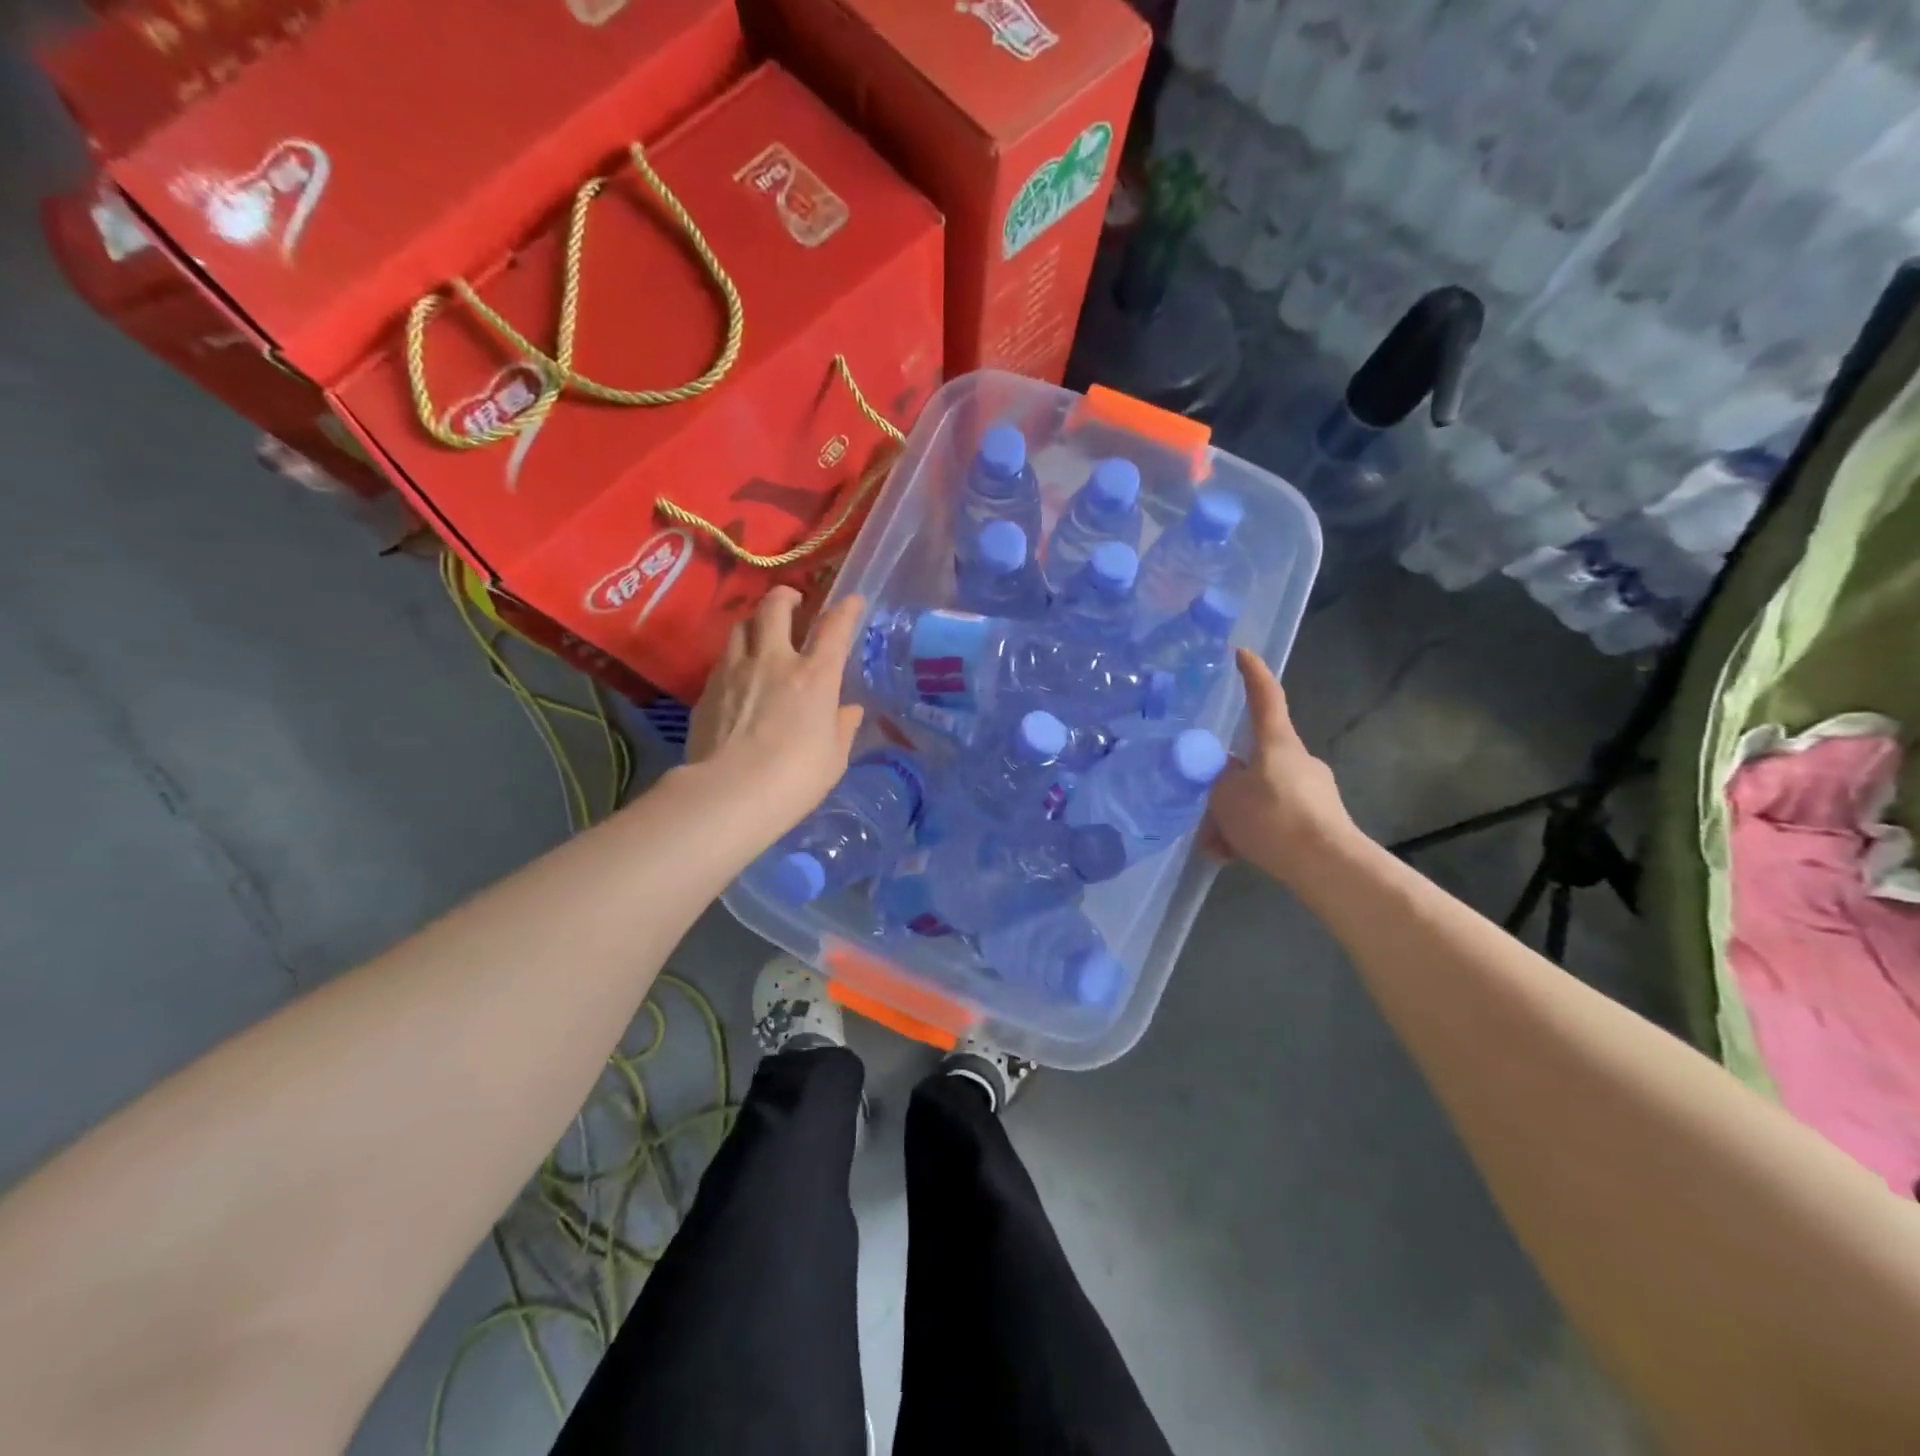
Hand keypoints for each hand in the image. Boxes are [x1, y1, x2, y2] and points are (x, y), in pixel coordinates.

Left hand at [686, 587, 866, 835]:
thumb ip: (843, 727)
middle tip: (793, 602)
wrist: (729, 794)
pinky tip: (738, 672)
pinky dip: (735, 655)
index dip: (846, 609)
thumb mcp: (834, 758)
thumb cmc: (795, 778)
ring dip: (755, 622)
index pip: (835, 628)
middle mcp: (774, 660)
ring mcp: (735, 670)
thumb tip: (848, 710)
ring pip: (741, 625)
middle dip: (786, 596)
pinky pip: (723, 657)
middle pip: (775, 607)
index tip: (851, 600)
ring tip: (761, 632)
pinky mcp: (707, 688)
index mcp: (815, 676)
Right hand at [1202, 649, 1356, 882]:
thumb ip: (1218, 781)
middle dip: (1226, 786)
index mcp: (1277, 743)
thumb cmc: (1272, 818)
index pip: (1265, 697)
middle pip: (1254, 760)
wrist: (1326, 865)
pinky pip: (1275, 820)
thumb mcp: (1225, 797)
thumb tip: (1224, 779)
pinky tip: (1235, 857)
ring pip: (1260, 795)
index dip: (1252, 674)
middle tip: (1206, 813)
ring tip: (1217, 847)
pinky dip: (1253, 834)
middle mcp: (1297, 759)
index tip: (1242, 653)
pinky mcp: (1318, 819)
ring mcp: (1312, 790)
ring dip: (1235, 818)